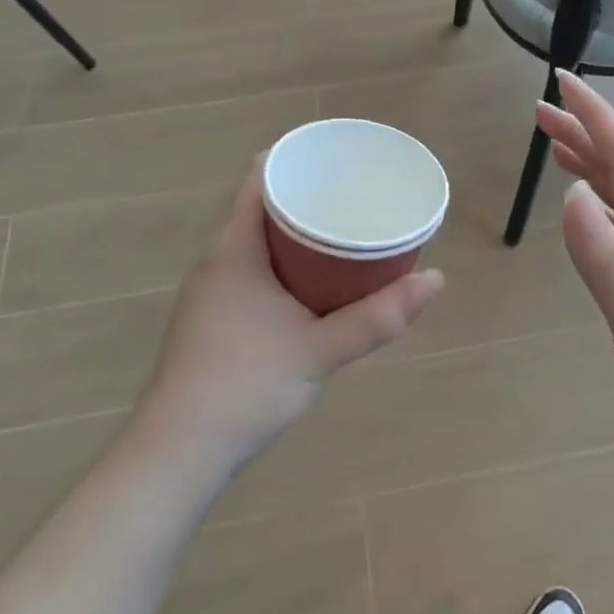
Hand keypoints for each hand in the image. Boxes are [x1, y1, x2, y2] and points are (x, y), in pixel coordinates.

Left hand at [136, 160, 443, 470]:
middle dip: (306, 201)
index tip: (336, 159)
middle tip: (353, 199)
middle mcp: (216, 263)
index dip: (294, 160)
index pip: (259, 181)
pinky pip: (251, 274)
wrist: (177, 454)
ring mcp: (210, 295)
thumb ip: (378, 317)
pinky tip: (311, 289)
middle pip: (261, 212)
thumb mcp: (320, 349)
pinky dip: (283, 267)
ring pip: (257, 247)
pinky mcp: (210, 322)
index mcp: (234, 252)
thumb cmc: (245, 387)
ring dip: (295, 238)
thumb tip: (436, 280)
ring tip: (342, 237)